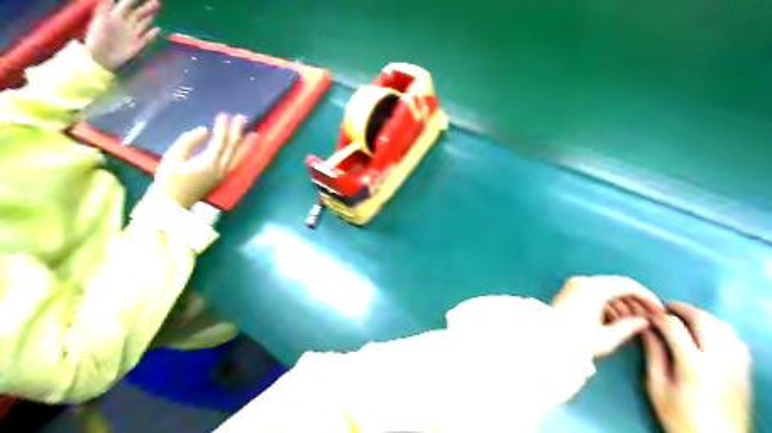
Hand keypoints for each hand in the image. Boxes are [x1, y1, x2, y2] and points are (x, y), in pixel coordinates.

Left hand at [84, 0, 161, 69]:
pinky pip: (147, 38)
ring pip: (143, 24)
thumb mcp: (100, 19)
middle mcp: (125, 24)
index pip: (126, 4)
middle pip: (138, 14)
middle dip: (146, 7)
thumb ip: (105, 6)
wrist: (101, 57)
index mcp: (115, 16)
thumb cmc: (97, 37)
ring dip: (149, 17)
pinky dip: (153, 34)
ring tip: (156, 11)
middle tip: (157, 2)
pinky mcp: (137, 45)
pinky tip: (158, 30)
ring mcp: (132, 35)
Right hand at [157, 114, 250, 207]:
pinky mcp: (222, 177)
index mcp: (208, 163)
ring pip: (238, 157)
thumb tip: (204, 130)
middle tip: (242, 117)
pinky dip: (242, 154)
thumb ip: (188, 142)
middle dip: (237, 132)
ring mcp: (223, 174)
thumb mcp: (172, 158)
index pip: (220, 142)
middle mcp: (221, 169)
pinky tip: (244, 148)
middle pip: (233, 148)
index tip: (224, 114)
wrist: (173, 204)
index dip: (223, 128)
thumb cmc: (168, 180)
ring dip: (246, 144)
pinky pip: (236, 163)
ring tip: (254, 133)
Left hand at [556, 278, 663, 358]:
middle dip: (633, 300)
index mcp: (593, 288)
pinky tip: (614, 319)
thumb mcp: (606, 338)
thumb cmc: (576, 340)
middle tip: (647, 317)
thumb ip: (629, 327)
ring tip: (632, 321)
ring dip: (620, 302)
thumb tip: (645, 321)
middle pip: (615, 285)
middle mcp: (582, 282)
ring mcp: (573, 285)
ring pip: (604, 289)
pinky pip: (593, 292)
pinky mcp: (568, 291)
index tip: (659, 311)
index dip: (646, 297)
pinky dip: (606, 303)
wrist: (546, 340)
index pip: (627, 284)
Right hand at [643, 302, 751, 432]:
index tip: (645, 315)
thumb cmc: (679, 416)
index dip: (657, 316)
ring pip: (722, 326)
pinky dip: (719, 329)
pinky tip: (705, 334)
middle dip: (681, 308)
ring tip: (683, 318)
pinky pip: (735, 339)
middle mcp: (718, 360)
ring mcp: (736, 365)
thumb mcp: (656, 385)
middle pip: (703, 320)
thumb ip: (653, 354)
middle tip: (664, 307)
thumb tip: (646, 329)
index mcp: (692, 364)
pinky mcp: (745, 371)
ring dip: (701, 316)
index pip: (674, 326)